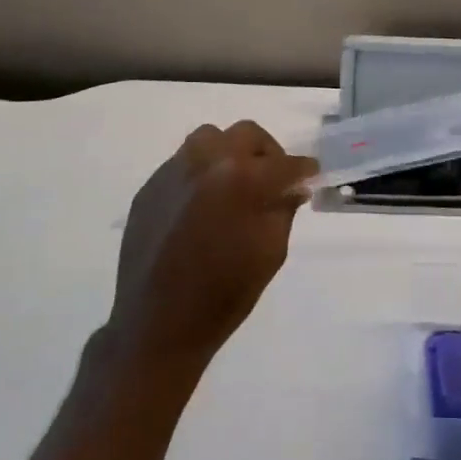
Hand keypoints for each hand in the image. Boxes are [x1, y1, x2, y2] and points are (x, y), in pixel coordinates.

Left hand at [106, 121, 318, 369]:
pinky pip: (182, 163)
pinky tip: (201, 205)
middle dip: (267, 153)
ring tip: (233, 184)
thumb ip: (284, 208)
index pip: (286, 163)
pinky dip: (200, 173)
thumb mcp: (271, 252)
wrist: (158, 324)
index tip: (310, 177)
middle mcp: (208, 162)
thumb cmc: (225, 294)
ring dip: (229, 154)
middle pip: (247, 134)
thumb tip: (292, 186)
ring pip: (210, 138)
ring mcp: (174, 170)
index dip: (304, 170)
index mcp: (243, 179)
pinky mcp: (150, 186)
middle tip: (272, 180)